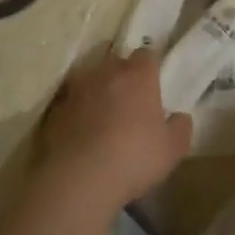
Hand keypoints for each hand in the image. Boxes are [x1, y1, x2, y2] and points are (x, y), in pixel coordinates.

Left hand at [34, 51, 191, 215]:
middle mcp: (105, 73)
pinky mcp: (54, 111)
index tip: (154, 83)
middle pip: (116, 63)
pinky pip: (71, 104)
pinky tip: (83, 135)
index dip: (151, 67)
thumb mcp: (172, 150)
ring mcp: (76, 90)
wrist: (78, 180)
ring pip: (91, 81)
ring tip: (104, 117)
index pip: (146, 54)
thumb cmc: (134, 158)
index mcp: (137, 76)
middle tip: (131, 101)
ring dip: (98, 93)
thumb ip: (180, 128)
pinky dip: (78, 113)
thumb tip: (179, 117)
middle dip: (123, 77)